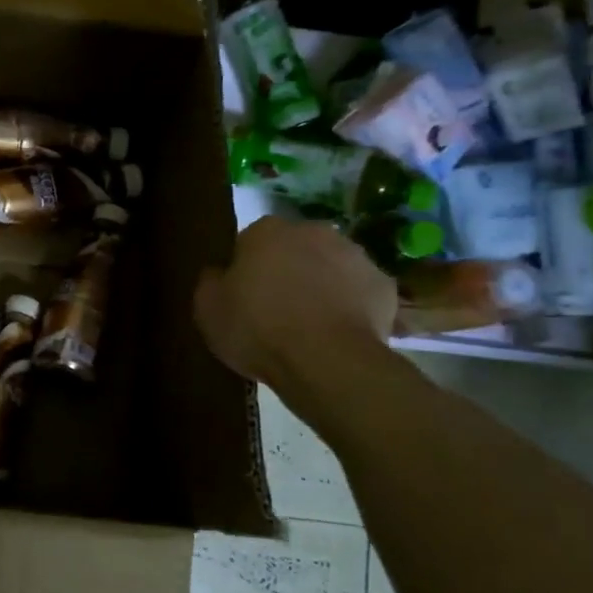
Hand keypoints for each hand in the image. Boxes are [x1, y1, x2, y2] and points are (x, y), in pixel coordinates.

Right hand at [194, 217, 395, 385]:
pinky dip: (351, 306)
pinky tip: (338, 334)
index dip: (245, 270)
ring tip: (310, 326)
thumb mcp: (208, 309)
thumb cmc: (258, 329)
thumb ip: (210, 281)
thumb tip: (219, 272)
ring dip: (321, 285)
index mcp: (266, 231)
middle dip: (286, 271)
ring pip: (330, 267)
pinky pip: (359, 292)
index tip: (242, 297)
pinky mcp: (384, 285)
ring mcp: (355, 255)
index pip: (249, 242)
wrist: (327, 361)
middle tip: (276, 310)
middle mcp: (313, 231)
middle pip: (294, 249)